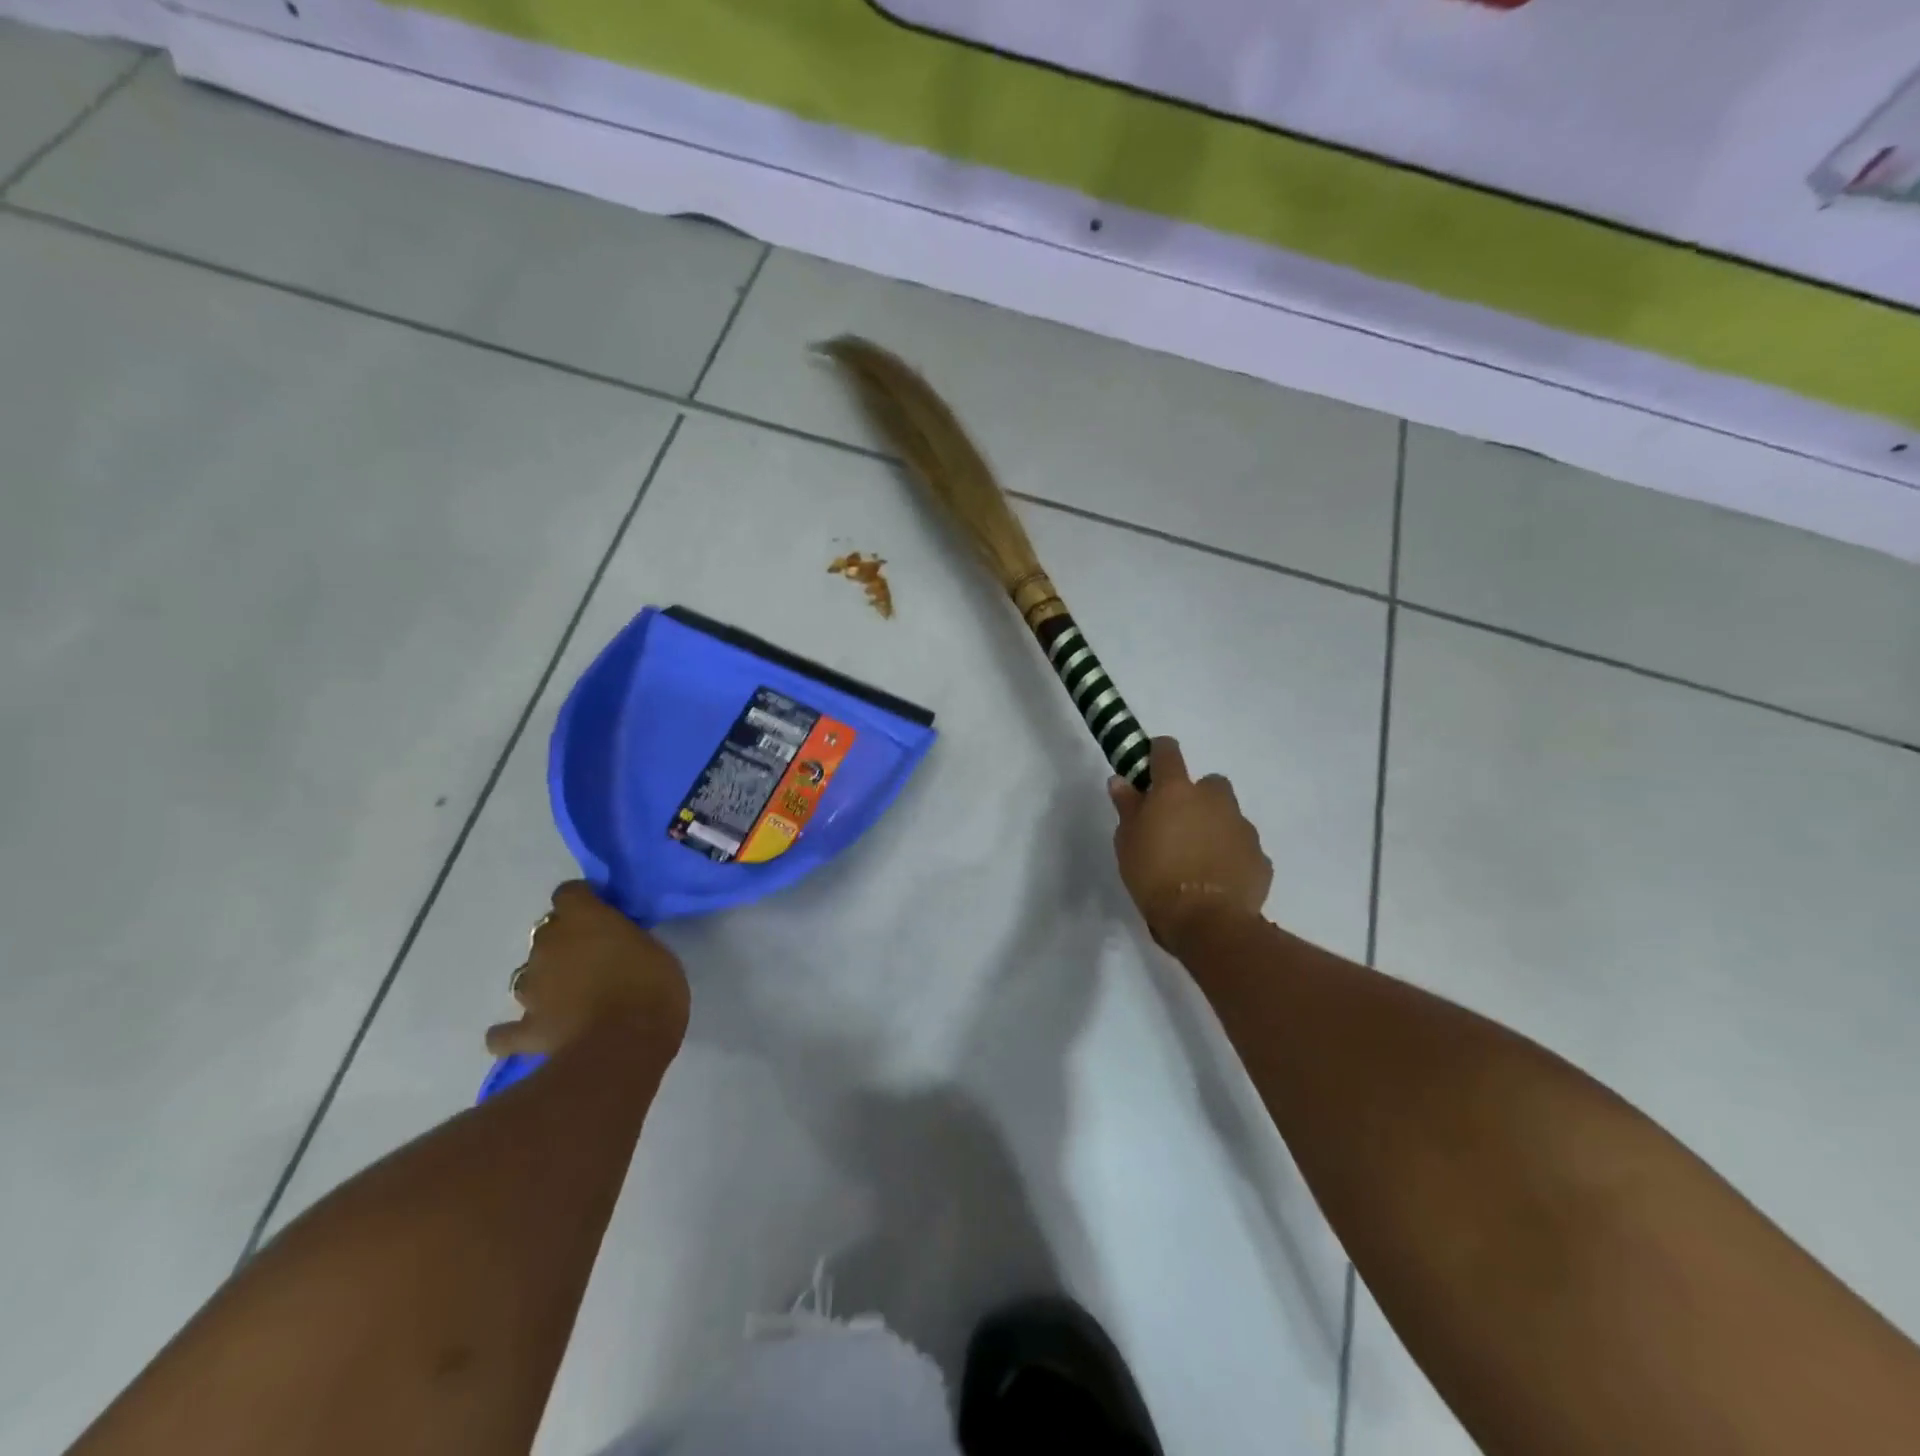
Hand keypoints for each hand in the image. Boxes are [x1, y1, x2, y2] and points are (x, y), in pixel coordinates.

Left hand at [485, 882, 689, 1058]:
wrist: (623, 1044)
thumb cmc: (651, 987)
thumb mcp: (654, 950)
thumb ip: (626, 941)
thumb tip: (616, 946)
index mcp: (584, 919)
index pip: (570, 893)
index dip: (583, 901)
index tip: (602, 912)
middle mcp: (549, 946)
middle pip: (547, 934)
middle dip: (565, 943)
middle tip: (593, 959)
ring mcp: (532, 989)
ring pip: (528, 976)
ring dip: (545, 982)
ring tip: (569, 997)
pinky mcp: (526, 1029)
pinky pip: (506, 1032)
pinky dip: (511, 1033)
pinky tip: (528, 1033)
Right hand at [1109, 737, 1272, 949]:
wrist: (1207, 921)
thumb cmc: (1155, 876)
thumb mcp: (1126, 842)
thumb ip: (1127, 807)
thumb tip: (1121, 781)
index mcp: (1176, 791)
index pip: (1168, 752)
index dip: (1158, 753)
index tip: (1150, 766)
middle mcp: (1214, 800)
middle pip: (1208, 783)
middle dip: (1196, 797)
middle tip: (1177, 824)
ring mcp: (1242, 827)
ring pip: (1229, 815)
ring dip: (1215, 826)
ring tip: (1198, 857)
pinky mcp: (1260, 856)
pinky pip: (1243, 847)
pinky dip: (1231, 855)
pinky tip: (1218, 879)